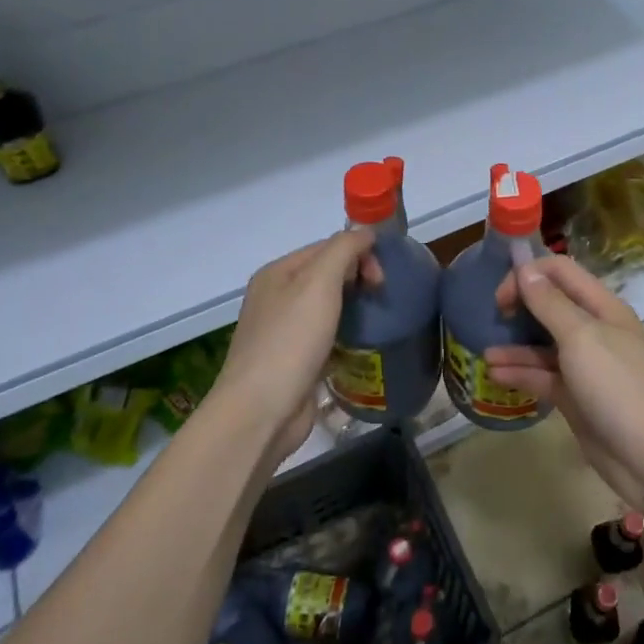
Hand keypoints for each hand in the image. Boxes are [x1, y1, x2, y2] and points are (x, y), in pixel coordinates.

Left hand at [215, 231, 380, 461]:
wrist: (261, 412)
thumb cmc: (290, 341)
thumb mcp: (319, 283)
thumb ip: (343, 249)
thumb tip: (364, 231)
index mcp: (277, 273)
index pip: (326, 247)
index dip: (358, 253)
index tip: (382, 278)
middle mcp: (276, 297)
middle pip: (327, 274)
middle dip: (358, 278)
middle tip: (380, 297)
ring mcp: (283, 332)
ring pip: (327, 307)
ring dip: (354, 308)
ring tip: (377, 321)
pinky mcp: (294, 362)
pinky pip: (326, 337)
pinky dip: (345, 335)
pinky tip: (360, 346)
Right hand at [486, 255, 643, 513]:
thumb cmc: (619, 387)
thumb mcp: (582, 338)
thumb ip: (550, 303)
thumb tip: (524, 267)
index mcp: (602, 307)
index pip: (561, 272)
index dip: (529, 274)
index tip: (501, 294)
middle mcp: (594, 330)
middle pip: (551, 305)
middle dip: (520, 306)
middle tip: (493, 317)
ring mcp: (585, 366)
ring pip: (543, 344)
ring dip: (515, 345)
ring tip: (485, 354)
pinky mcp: (576, 398)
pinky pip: (543, 377)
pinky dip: (521, 373)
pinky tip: (495, 375)